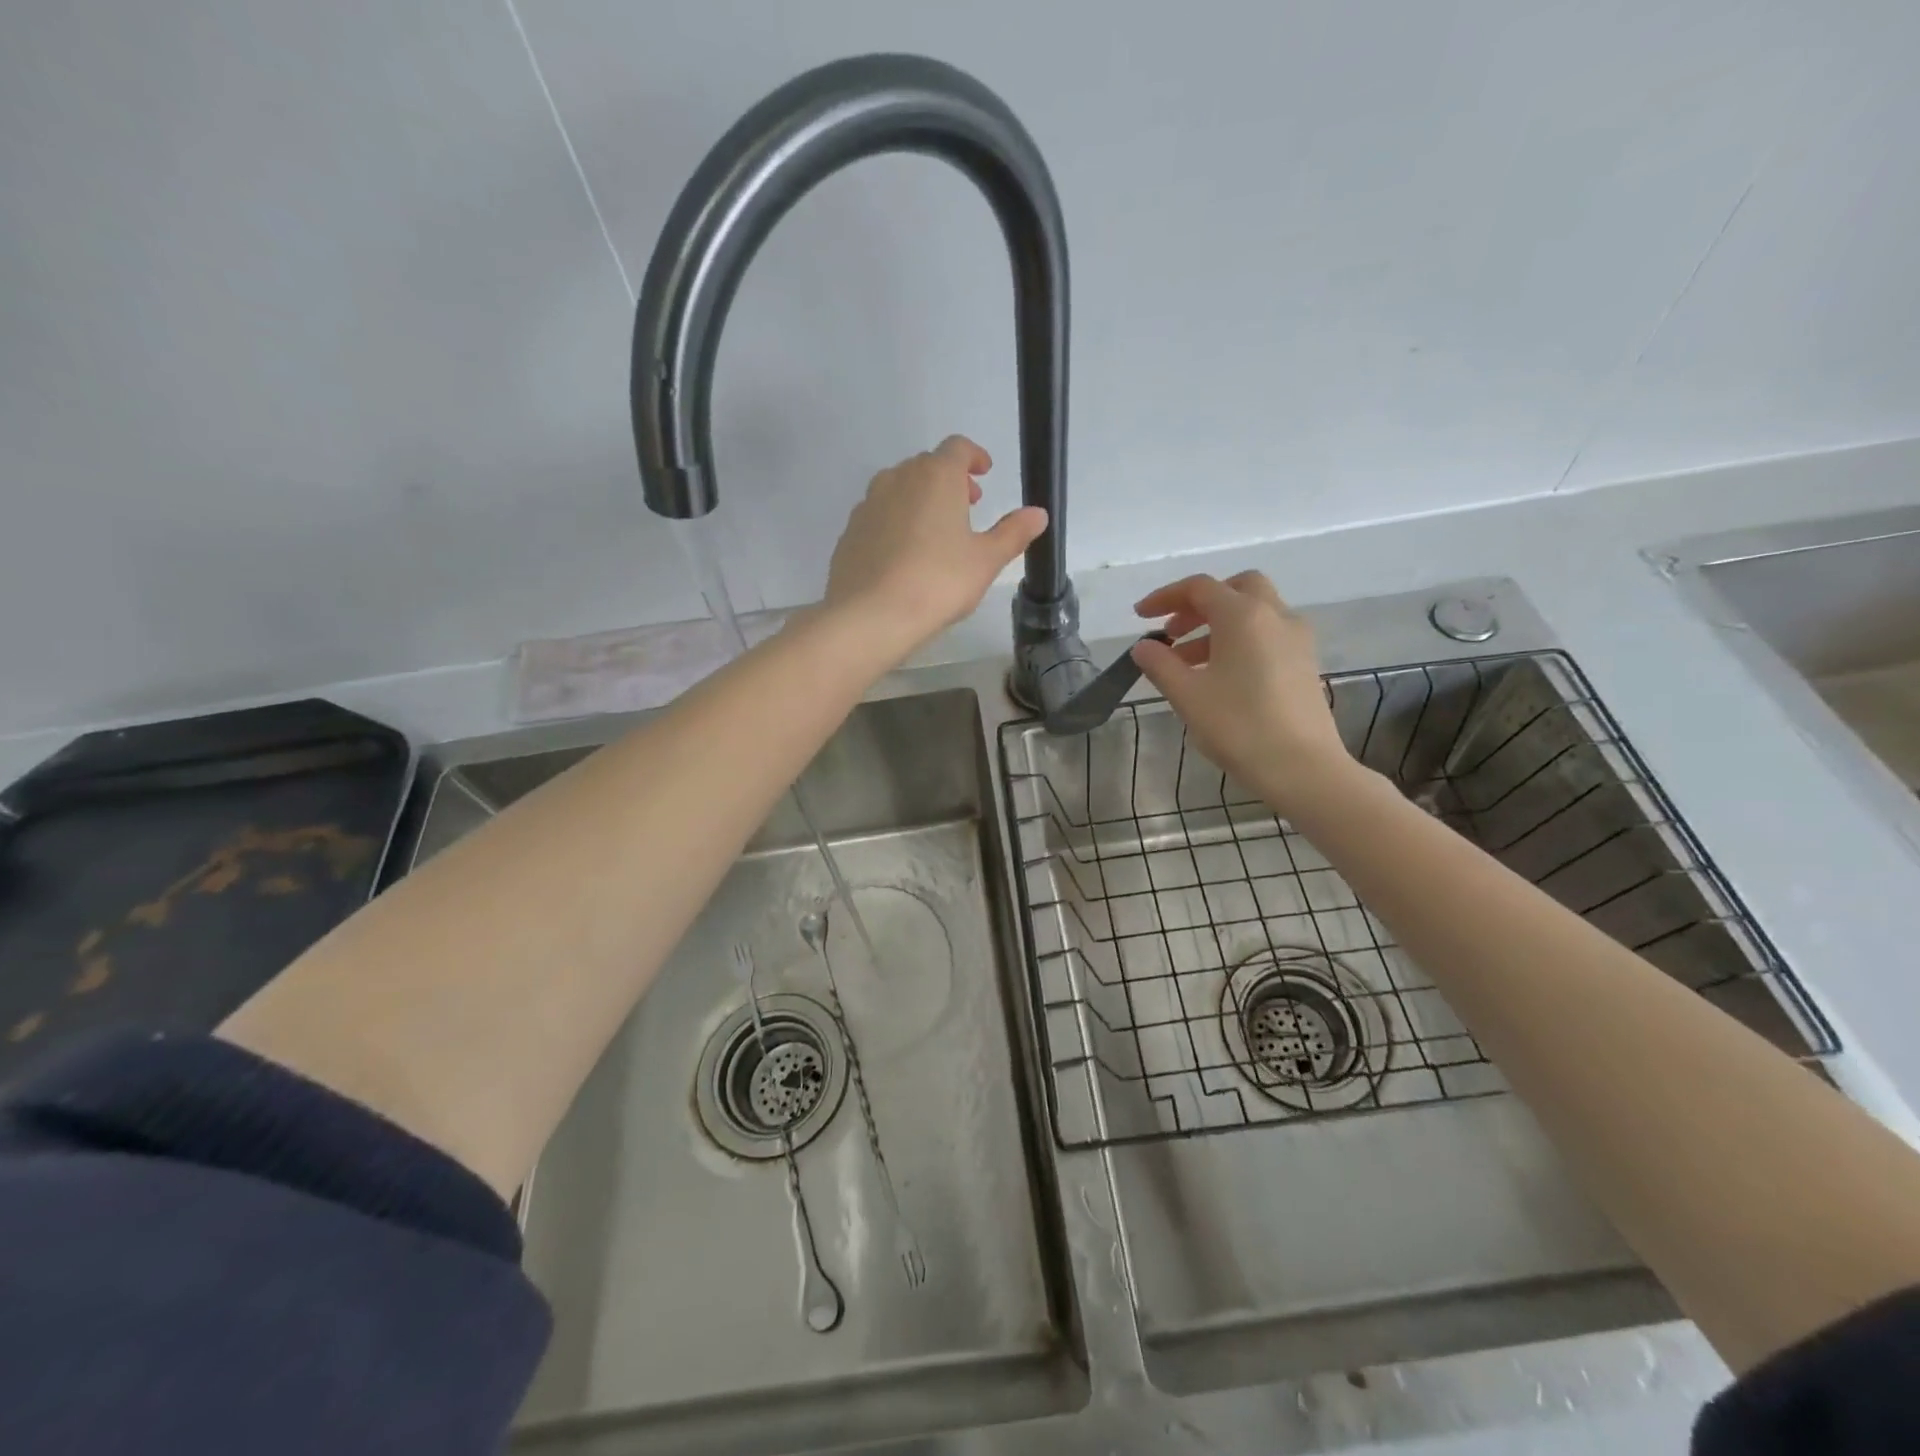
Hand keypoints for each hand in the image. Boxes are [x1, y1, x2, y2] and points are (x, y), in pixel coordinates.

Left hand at [823, 435, 1048, 655]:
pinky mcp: (849, 532)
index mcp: (936, 476)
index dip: (974, 457)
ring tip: (934, 532)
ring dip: (919, 500)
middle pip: (926, 466)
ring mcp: (868, 504)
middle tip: (966, 507)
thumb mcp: (986, 560)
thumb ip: (1012, 533)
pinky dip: (895, 523)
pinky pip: (878, 516)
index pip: (957, 448)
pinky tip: (903, 555)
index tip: (984, 473)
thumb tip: (1038, 513)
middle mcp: (898, 478)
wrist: (870, 614)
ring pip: (898, 489)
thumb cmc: (938, 582)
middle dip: (949, 480)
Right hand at [1131, 571, 1351, 807]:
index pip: (1199, 588)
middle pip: (1235, 589)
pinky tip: (1221, 675)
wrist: (1303, 768)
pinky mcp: (1305, 662)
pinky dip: (1240, 640)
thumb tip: (1144, 647)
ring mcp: (1296, 638)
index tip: (1139, 617)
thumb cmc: (1239, 727)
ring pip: (1254, 612)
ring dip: (1217, 625)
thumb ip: (1160, 664)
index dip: (1164, 597)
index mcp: (1243, 615)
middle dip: (1199, 603)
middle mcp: (1275, 616)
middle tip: (1174, 631)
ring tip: (1187, 662)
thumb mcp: (1188, 696)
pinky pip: (1268, 634)